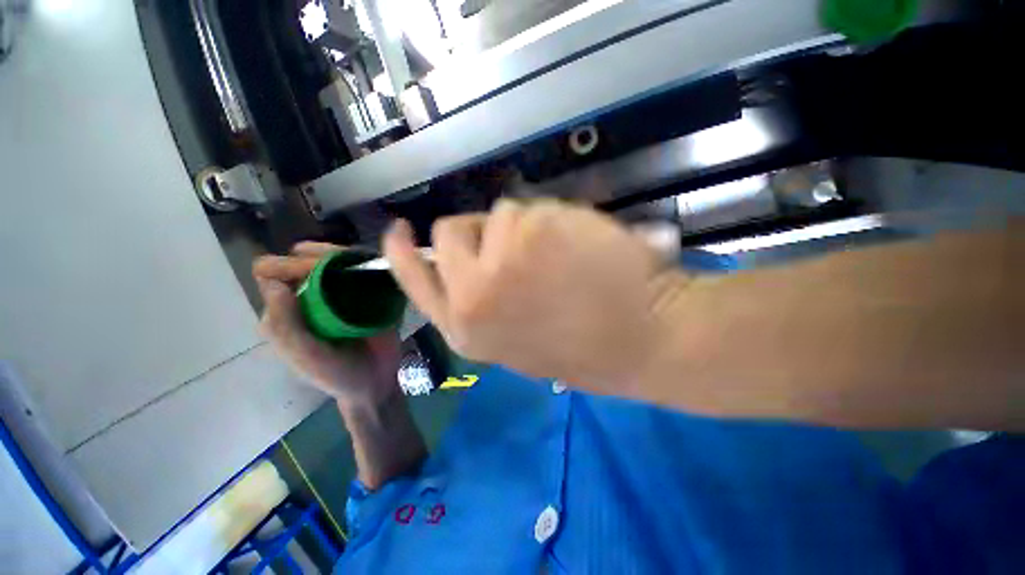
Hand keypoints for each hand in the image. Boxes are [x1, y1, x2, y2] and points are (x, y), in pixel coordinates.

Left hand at [253, 242, 401, 408]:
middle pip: (305, 258)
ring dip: (345, 255)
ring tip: (362, 265)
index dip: (288, 266)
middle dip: (320, 256)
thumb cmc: (337, 374)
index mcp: (285, 310)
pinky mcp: (365, 293)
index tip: (313, 274)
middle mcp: (309, 296)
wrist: (377, 381)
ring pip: (335, 259)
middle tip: (344, 269)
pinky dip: (367, 262)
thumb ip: (285, 328)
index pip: (272, 272)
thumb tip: (273, 285)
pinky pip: (362, 269)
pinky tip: (376, 266)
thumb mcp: (305, 358)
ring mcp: (339, 293)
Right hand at [383, 199, 690, 393]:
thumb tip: (474, 262)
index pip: (413, 279)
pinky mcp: (531, 232)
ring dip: (526, 229)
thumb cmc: (588, 345)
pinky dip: (554, 219)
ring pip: (496, 215)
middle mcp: (471, 297)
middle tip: (521, 248)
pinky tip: (581, 249)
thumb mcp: (518, 337)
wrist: (645, 341)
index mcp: (467, 329)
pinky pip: (532, 207)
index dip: (400, 251)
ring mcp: (498, 263)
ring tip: (564, 260)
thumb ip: (485, 301)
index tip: (397, 230)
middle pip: (449, 232)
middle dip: (481, 232)